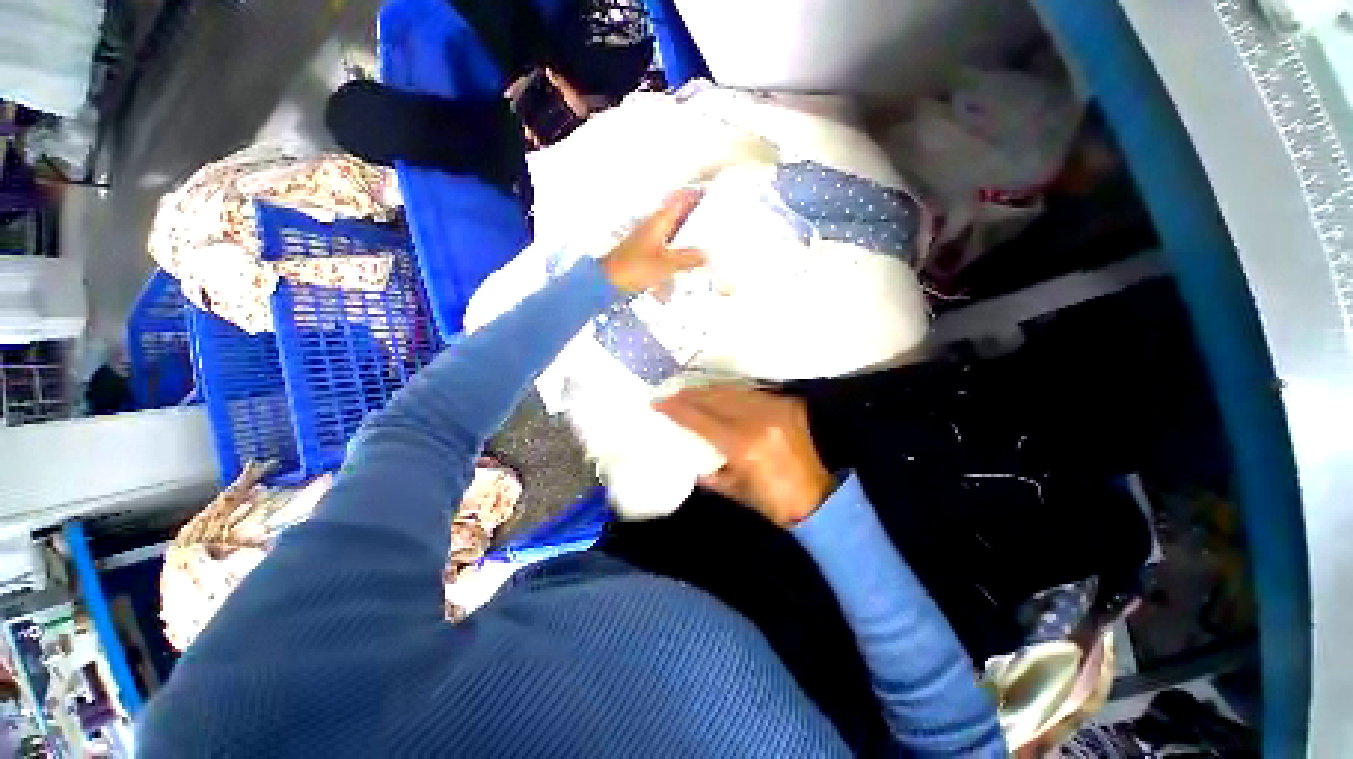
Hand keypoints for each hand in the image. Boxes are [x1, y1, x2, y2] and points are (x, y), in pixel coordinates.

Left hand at [601, 189, 706, 292]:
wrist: (609, 280)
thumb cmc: (634, 267)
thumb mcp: (665, 264)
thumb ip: (688, 259)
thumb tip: (706, 255)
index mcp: (659, 220)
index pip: (681, 199)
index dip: (696, 195)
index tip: (712, 194)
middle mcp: (655, 225)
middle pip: (679, 213)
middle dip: (696, 213)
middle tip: (714, 217)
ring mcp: (650, 238)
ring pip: (674, 228)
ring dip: (688, 231)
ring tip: (706, 237)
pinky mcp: (647, 251)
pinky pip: (669, 243)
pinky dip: (680, 245)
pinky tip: (687, 256)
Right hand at [655, 385, 834, 526]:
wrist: (822, 498)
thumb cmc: (775, 502)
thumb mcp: (735, 491)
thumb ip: (708, 472)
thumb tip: (689, 455)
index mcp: (742, 445)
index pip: (700, 418)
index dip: (676, 409)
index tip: (658, 403)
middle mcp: (757, 419)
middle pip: (714, 398)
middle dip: (689, 395)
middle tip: (671, 396)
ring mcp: (774, 407)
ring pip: (731, 390)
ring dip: (707, 391)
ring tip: (690, 394)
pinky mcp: (786, 403)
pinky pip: (750, 393)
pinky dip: (730, 394)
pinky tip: (719, 397)